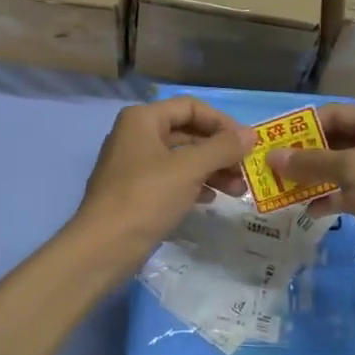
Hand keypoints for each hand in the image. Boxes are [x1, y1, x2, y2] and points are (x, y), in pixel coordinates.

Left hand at [70, 97, 254, 275]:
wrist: (103, 247)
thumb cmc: (146, 198)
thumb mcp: (189, 169)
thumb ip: (222, 148)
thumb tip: (251, 134)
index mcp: (142, 119)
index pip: (190, 107)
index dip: (222, 122)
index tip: (247, 143)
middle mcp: (135, 135)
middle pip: (187, 133)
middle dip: (219, 151)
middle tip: (247, 170)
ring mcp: (134, 165)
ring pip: (181, 159)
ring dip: (211, 170)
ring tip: (238, 191)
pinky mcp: (135, 191)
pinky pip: (171, 179)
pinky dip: (193, 185)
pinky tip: (211, 200)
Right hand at [267, 105, 354, 302]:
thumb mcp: (353, 171)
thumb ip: (311, 161)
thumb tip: (272, 156)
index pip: (337, 114)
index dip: (304, 126)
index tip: (272, 141)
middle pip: (337, 140)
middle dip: (305, 153)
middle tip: (271, 166)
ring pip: (339, 168)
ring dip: (311, 177)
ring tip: (280, 187)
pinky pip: (346, 193)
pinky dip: (326, 198)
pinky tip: (307, 210)